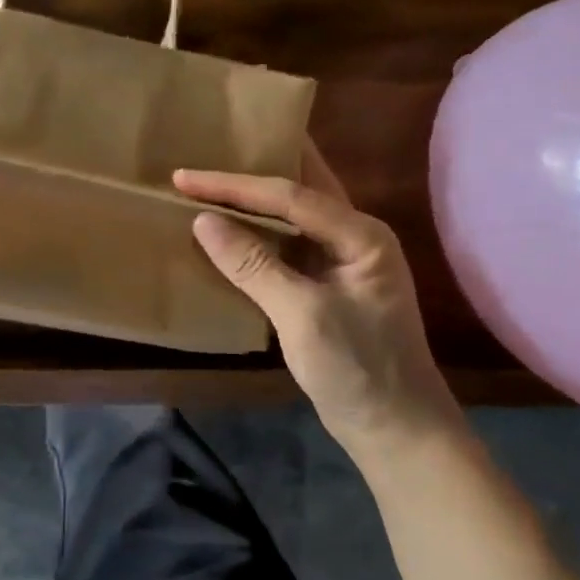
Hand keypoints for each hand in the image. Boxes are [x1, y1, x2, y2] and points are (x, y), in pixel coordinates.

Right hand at [176, 143, 459, 452]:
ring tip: (209, 180)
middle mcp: (354, 235)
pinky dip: (255, 232)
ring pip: (291, 213)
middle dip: (251, 169)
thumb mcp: (303, 316)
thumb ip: (253, 265)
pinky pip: (285, 244)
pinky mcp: (325, 283)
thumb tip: (203, 221)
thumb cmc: (358, 370)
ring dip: (251, 199)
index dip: (233, 185)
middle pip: (296, 188)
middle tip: (207, 148)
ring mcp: (341, 259)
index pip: (288, 195)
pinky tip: (228, 228)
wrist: (396, 430)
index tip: (183, 177)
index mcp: (360, 234)